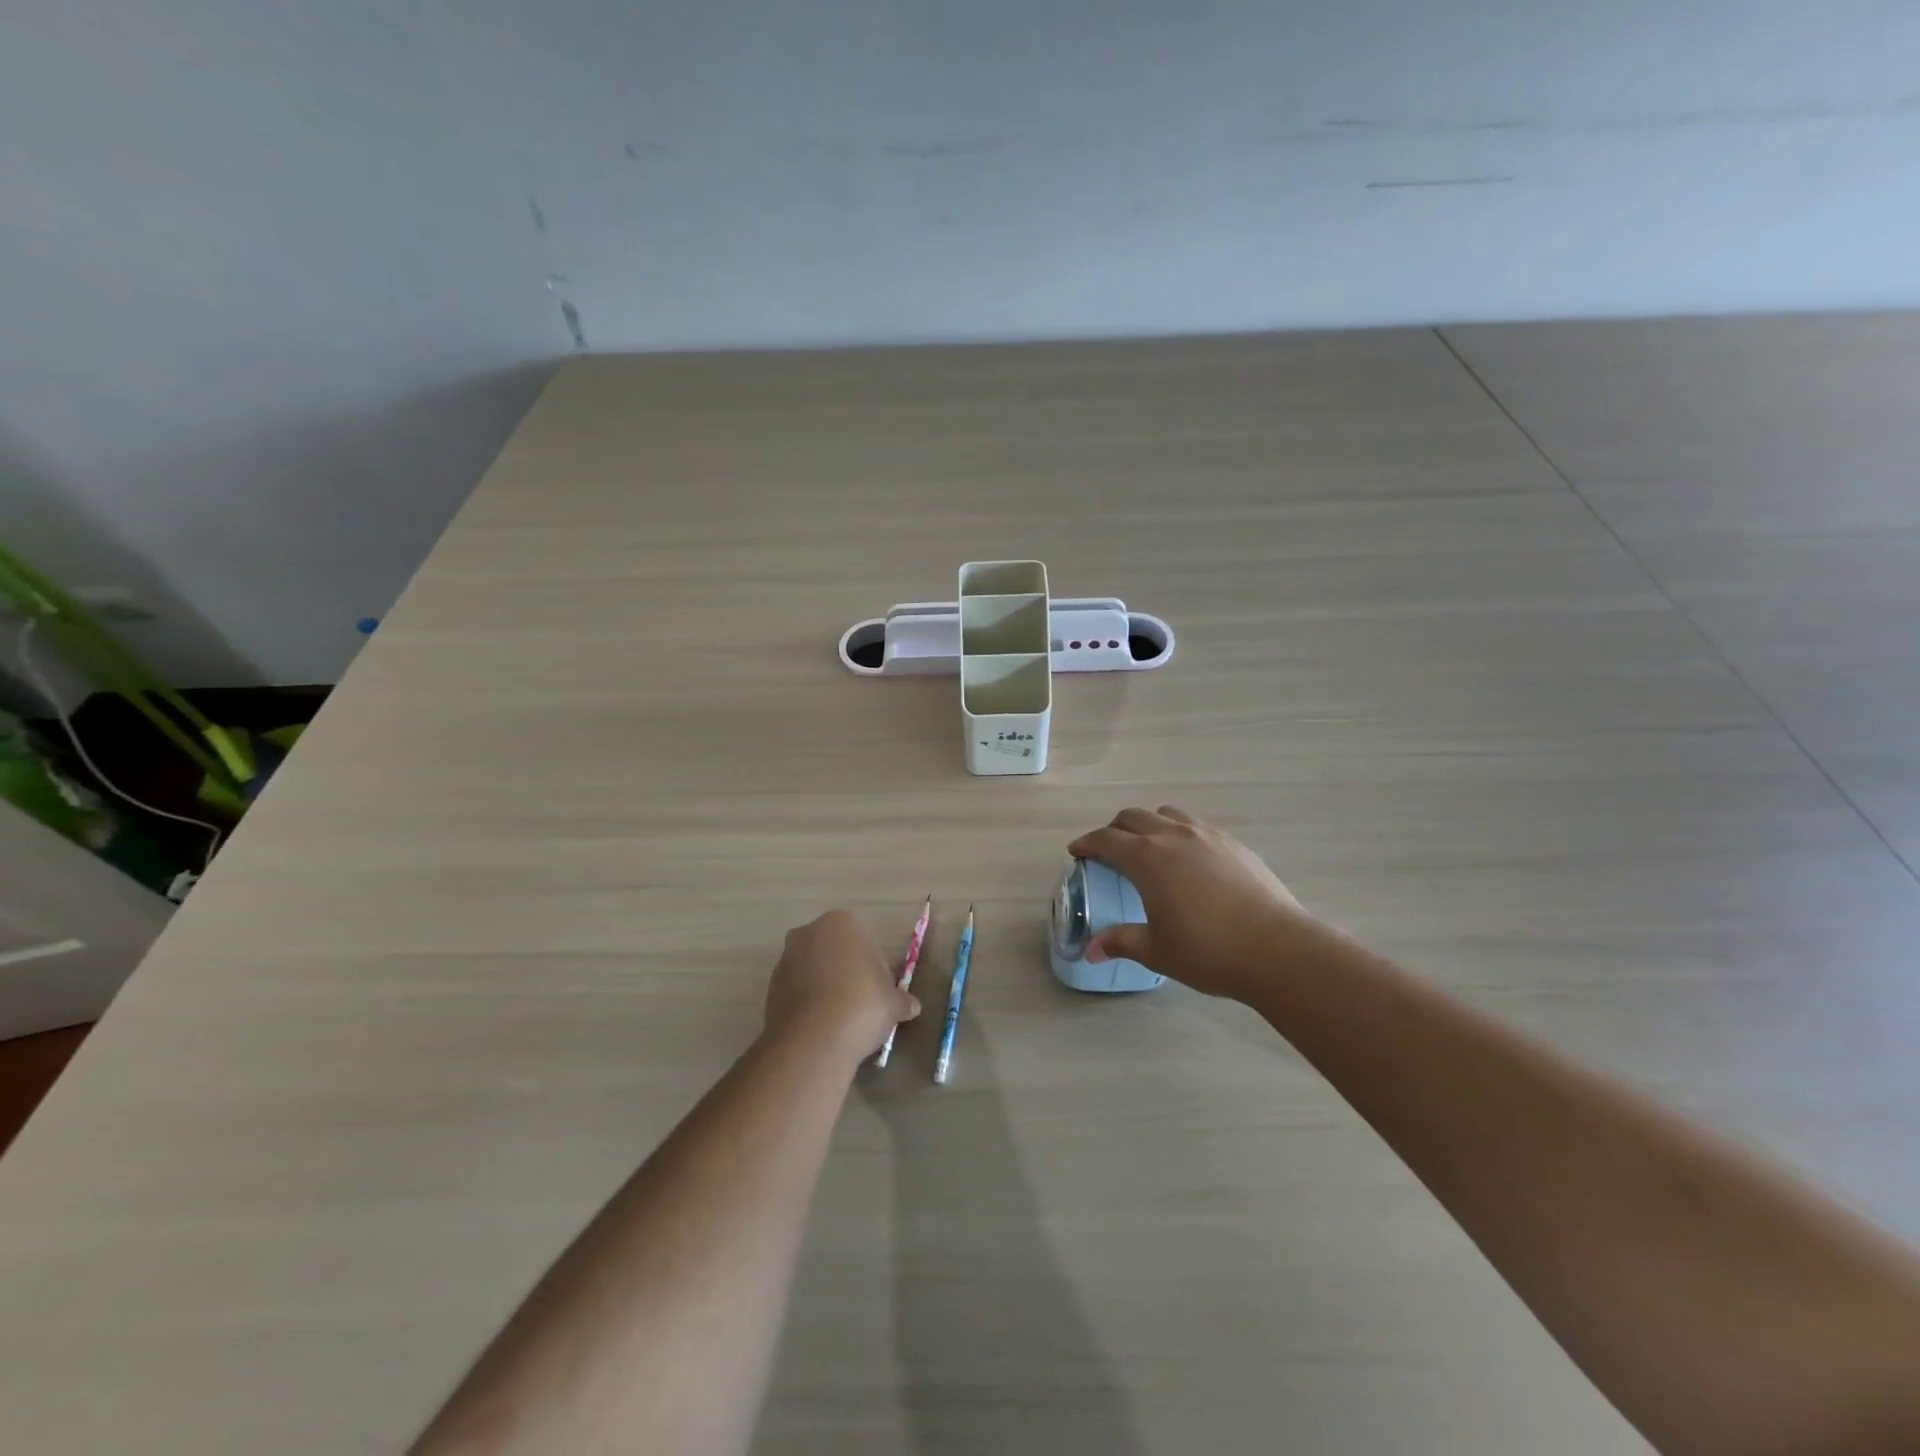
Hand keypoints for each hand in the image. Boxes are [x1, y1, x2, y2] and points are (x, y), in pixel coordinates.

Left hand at [764, 909, 920, 1061]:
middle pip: (835, 950)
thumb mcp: (894, 1003)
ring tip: (840, 1020)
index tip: (879, 991)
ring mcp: (786, 958)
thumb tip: (912, 1007)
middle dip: (846, 971)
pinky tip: (821, 1027)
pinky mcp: (770, 987)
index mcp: (842, 922)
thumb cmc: (863, 1005)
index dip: (874, 967)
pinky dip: (809, 1003)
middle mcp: (809, 932)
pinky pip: (797, 990)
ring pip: (814, 970)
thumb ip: (902, 1000)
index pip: (864, 940)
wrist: (814, 1040)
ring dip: (826, 987)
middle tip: (861, 1003)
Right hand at [1068, 807, 1322, 1000]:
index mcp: (1146, 858)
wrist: (1277, 948)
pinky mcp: (1233, 843)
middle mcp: (1173, 836)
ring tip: (1149, 848)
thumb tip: (1091, 952)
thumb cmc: (1207, 950)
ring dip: (1149, 824)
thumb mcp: (1156, 950)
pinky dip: (1179, 833)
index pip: (1106, 840)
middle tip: (1108, 851)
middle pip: (1133, 817)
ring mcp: (1206, 835)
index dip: (1086, 843)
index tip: (1076, 852)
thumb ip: (1121, 943)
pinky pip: (1196, 825)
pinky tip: (1188, 859)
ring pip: (1167, 814)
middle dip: (1114, 830)